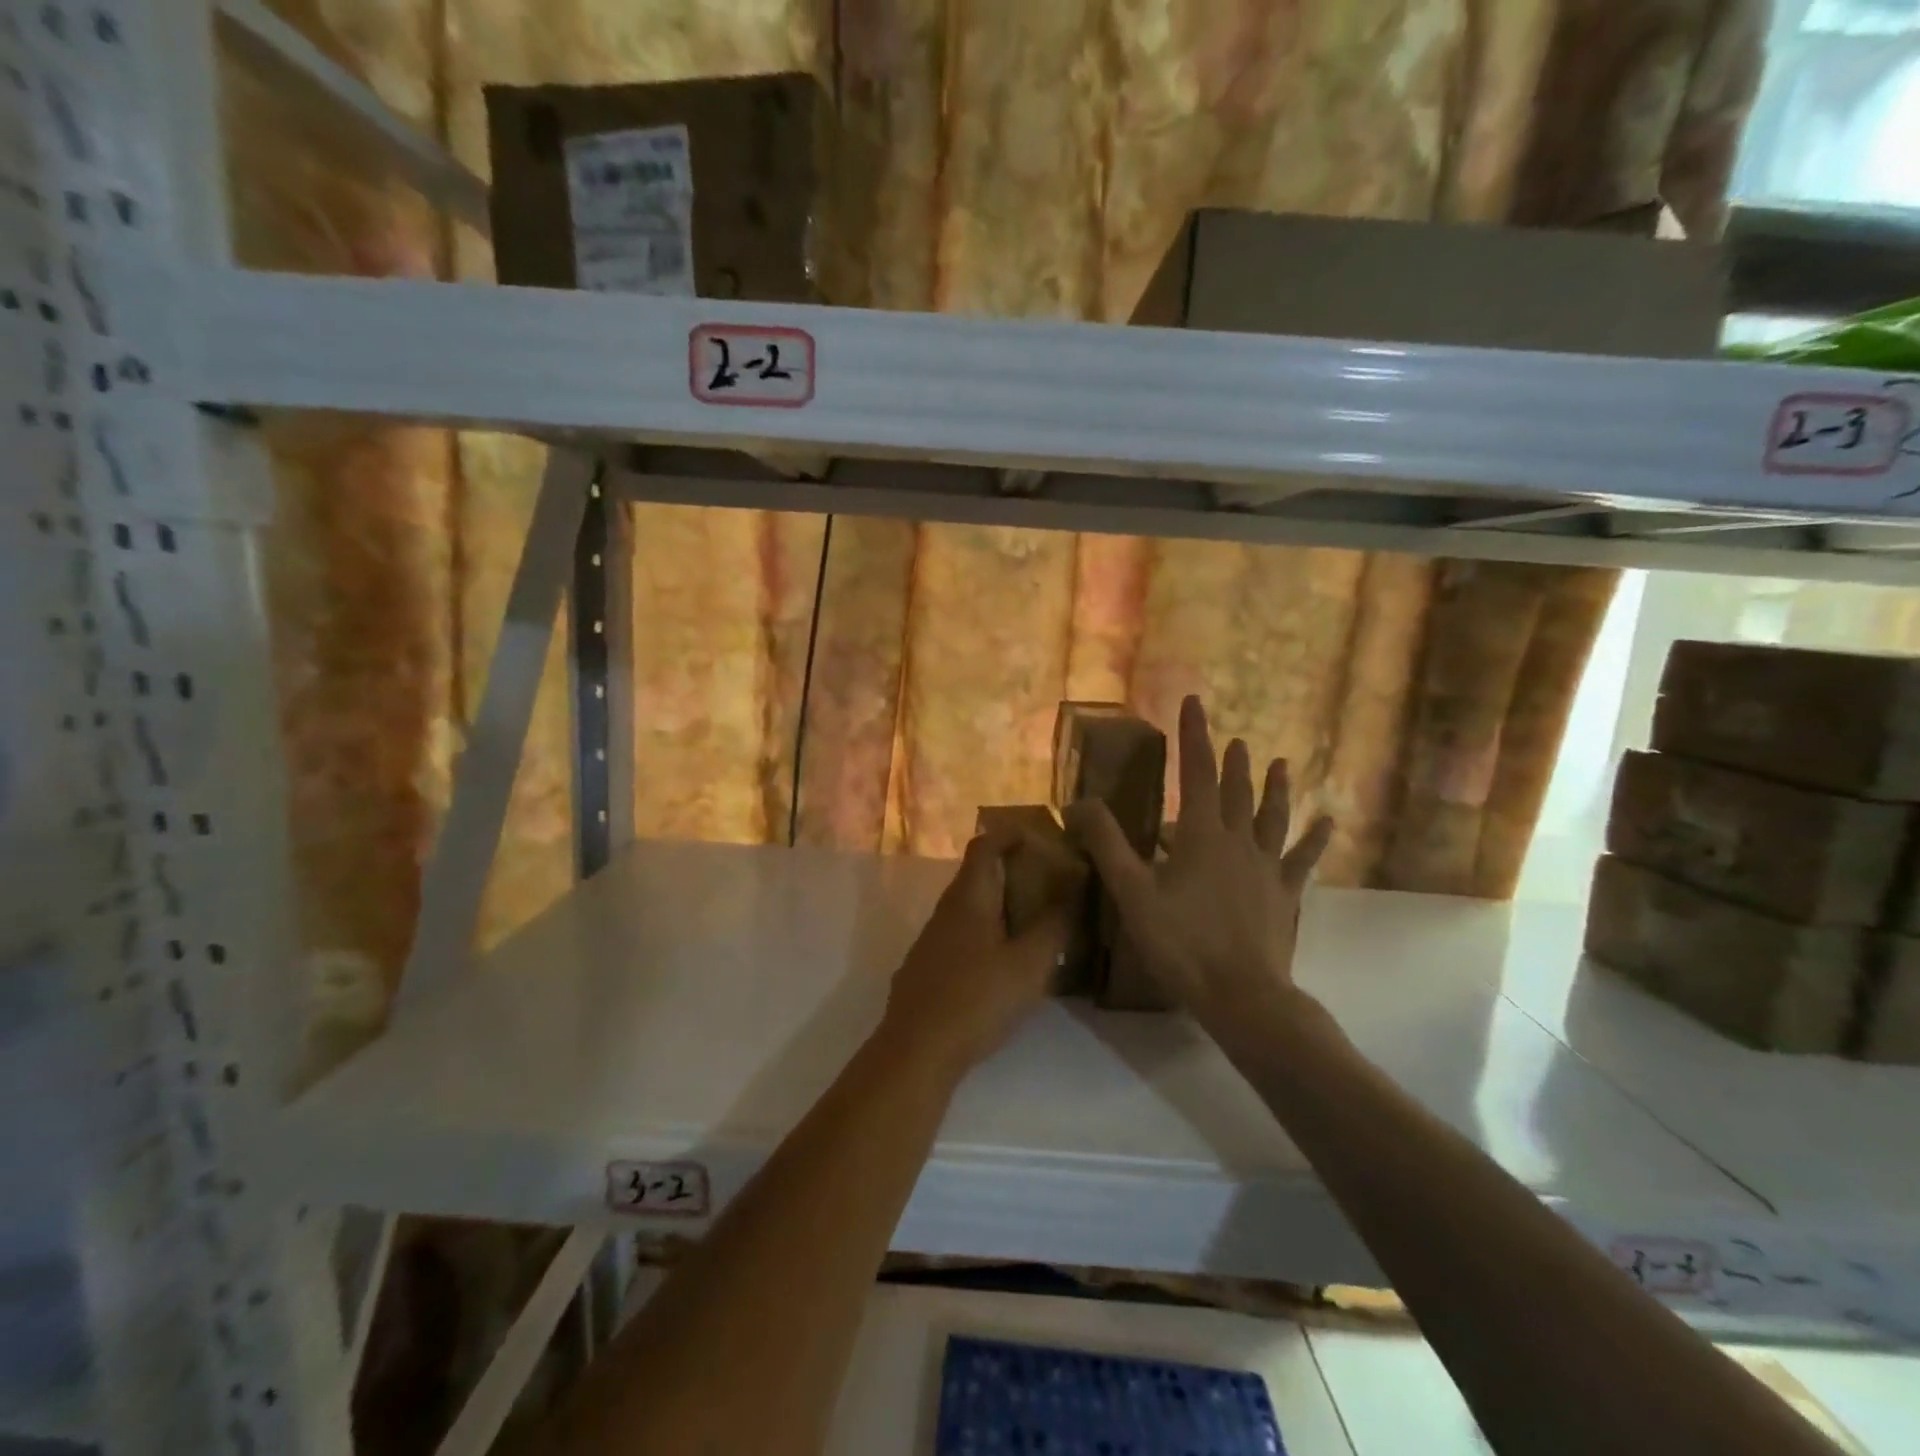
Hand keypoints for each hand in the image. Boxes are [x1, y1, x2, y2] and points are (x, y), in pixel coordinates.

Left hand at [878, 830, 1071, 1078]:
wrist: (916, 1051)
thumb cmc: (976, 1000)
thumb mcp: (1029, 964)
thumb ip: (1054, 925)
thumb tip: (1074, 887)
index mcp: (969, 898)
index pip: (985, 844)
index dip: (1013, 835)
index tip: (1044, 841)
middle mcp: (946, 910)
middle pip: (978, 875)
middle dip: (1014, 873)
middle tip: (1051, 886)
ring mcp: (932, 940)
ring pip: (970, 908)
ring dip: (1001, 906)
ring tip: (1036, 924)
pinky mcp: (927, 968)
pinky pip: (962, 935)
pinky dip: (987, 933)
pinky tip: (1005, 963)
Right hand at [1067, 695, 1332, 1035]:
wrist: (1241, 994)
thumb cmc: (1181, 942)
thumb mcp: (1132, 892)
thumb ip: (1107, 844)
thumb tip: (1080, 801)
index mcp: (1201, 835)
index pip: (1196, 773)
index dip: (1194, 736)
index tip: (1194, 702)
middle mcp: (1238, 841)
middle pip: (1236, 791)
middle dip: (1231, 762)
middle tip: (1234, 738)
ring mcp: (1266, 867)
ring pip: (1272, 817)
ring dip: (1275, 788)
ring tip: (1281, 763)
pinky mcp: (1285, 894)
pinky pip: (1303, 859)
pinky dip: (1315, 838)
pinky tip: (1329, 821)